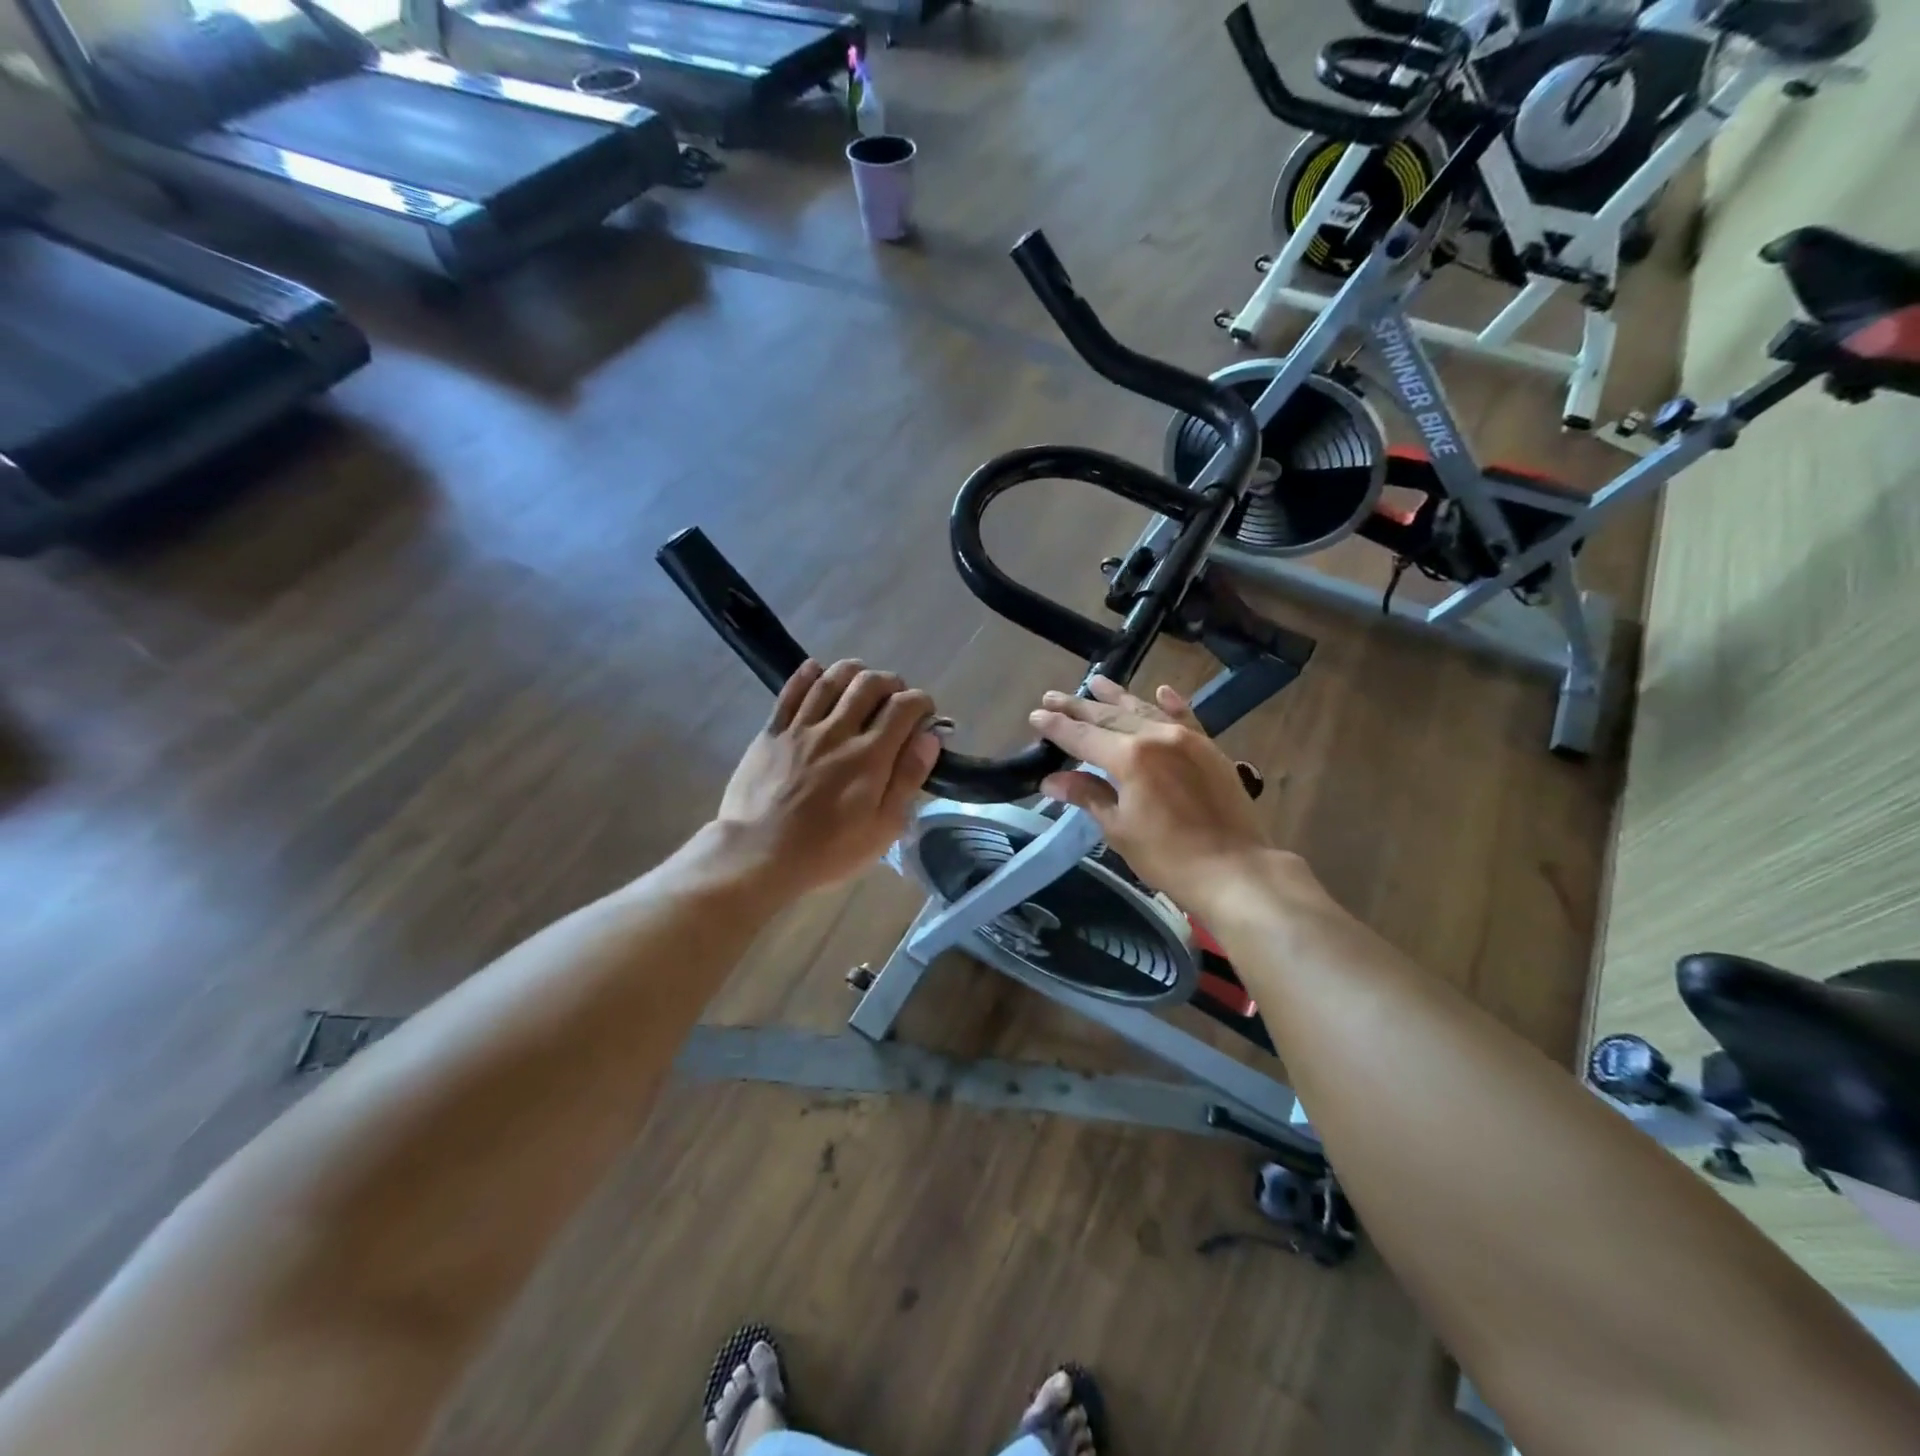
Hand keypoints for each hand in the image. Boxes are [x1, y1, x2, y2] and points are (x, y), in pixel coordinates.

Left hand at [715, 659, 940, 895]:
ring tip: (862, 684)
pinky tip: (817, 672)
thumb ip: (908, 778)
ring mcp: (801, 727)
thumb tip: (930, 737)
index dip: (921, 703)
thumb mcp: (882, 828)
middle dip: (891, 683)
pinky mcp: (772, 731)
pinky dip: (808, 674)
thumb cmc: (827, 850)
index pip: (904, 707)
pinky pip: (791, 690)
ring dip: (854, 672)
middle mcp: (837, 731)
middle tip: (895, 700)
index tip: (925, 715)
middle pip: (869, 683)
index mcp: (870, 756)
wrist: (756, 854)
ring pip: (831, 678)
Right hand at [1029, 676, 1273, 906]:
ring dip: (1118, 697)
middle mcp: (1156, 736)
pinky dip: (1171, 703)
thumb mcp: (1119, 828)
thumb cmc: (1168, 856)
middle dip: (1079, 707)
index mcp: (1130, 757)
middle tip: (1052, 695)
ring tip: (1096, 681)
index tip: (1035, 715)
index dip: (1057, 726)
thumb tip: (1052, 780)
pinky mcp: (1209, 749)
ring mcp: (1187, 739)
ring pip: (1145, 711)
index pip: (1083, 736)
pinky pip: (1186, 717)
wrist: (1235, 870)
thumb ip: (1088, 795)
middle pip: (1110, 717)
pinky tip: (1161, 690)